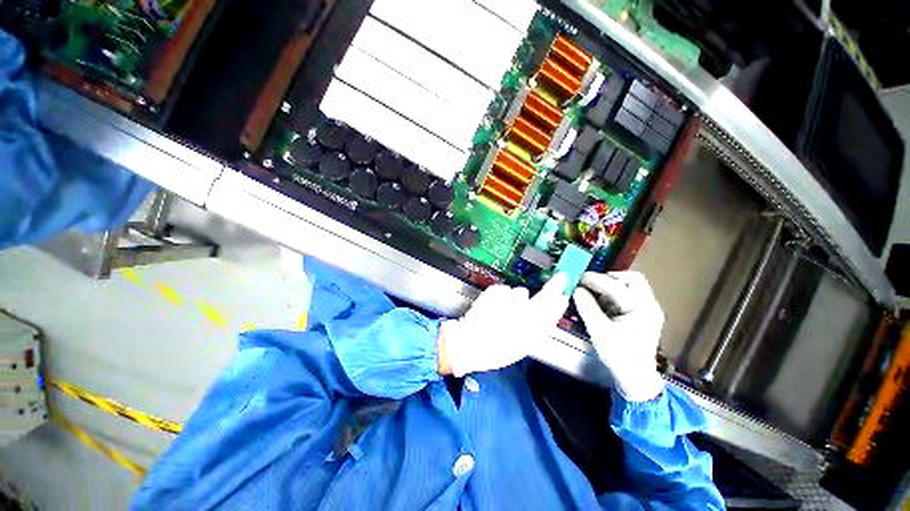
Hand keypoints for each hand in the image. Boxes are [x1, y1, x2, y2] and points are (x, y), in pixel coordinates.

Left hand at [438, 274, 568, 376]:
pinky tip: (494, 306)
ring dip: (515, 298)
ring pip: (520, 292)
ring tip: (504, 310)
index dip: (560, 302)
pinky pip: (504, 289)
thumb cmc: (496, 349)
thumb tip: (551, 313)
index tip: (564, 295)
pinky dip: (501, 295)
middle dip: (553, 286)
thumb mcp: (522, 345)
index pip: (553, 311)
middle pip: (543, 295)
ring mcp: (508, 300)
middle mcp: (523, 312)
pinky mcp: (495, 291)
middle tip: (561, 278)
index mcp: (532, 329)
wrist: (469, 342)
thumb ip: (539, 328)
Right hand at [573, 271, 664, 401]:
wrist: (635, 378)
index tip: (579, 277)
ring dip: (611, 285)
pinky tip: (600, 302)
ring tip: (593, 292)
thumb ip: (587, 307)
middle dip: (609, 278)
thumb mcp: (598, 331)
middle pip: (632, 279)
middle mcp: (649, 305)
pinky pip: (628, 295)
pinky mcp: (642, 314)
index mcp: (642, 309)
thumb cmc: (618, 355)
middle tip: (591, 283)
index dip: (596, 280)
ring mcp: (648, 309)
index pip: (617, 287)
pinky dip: (613, 294)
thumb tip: (577, 289)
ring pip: (630, 286)